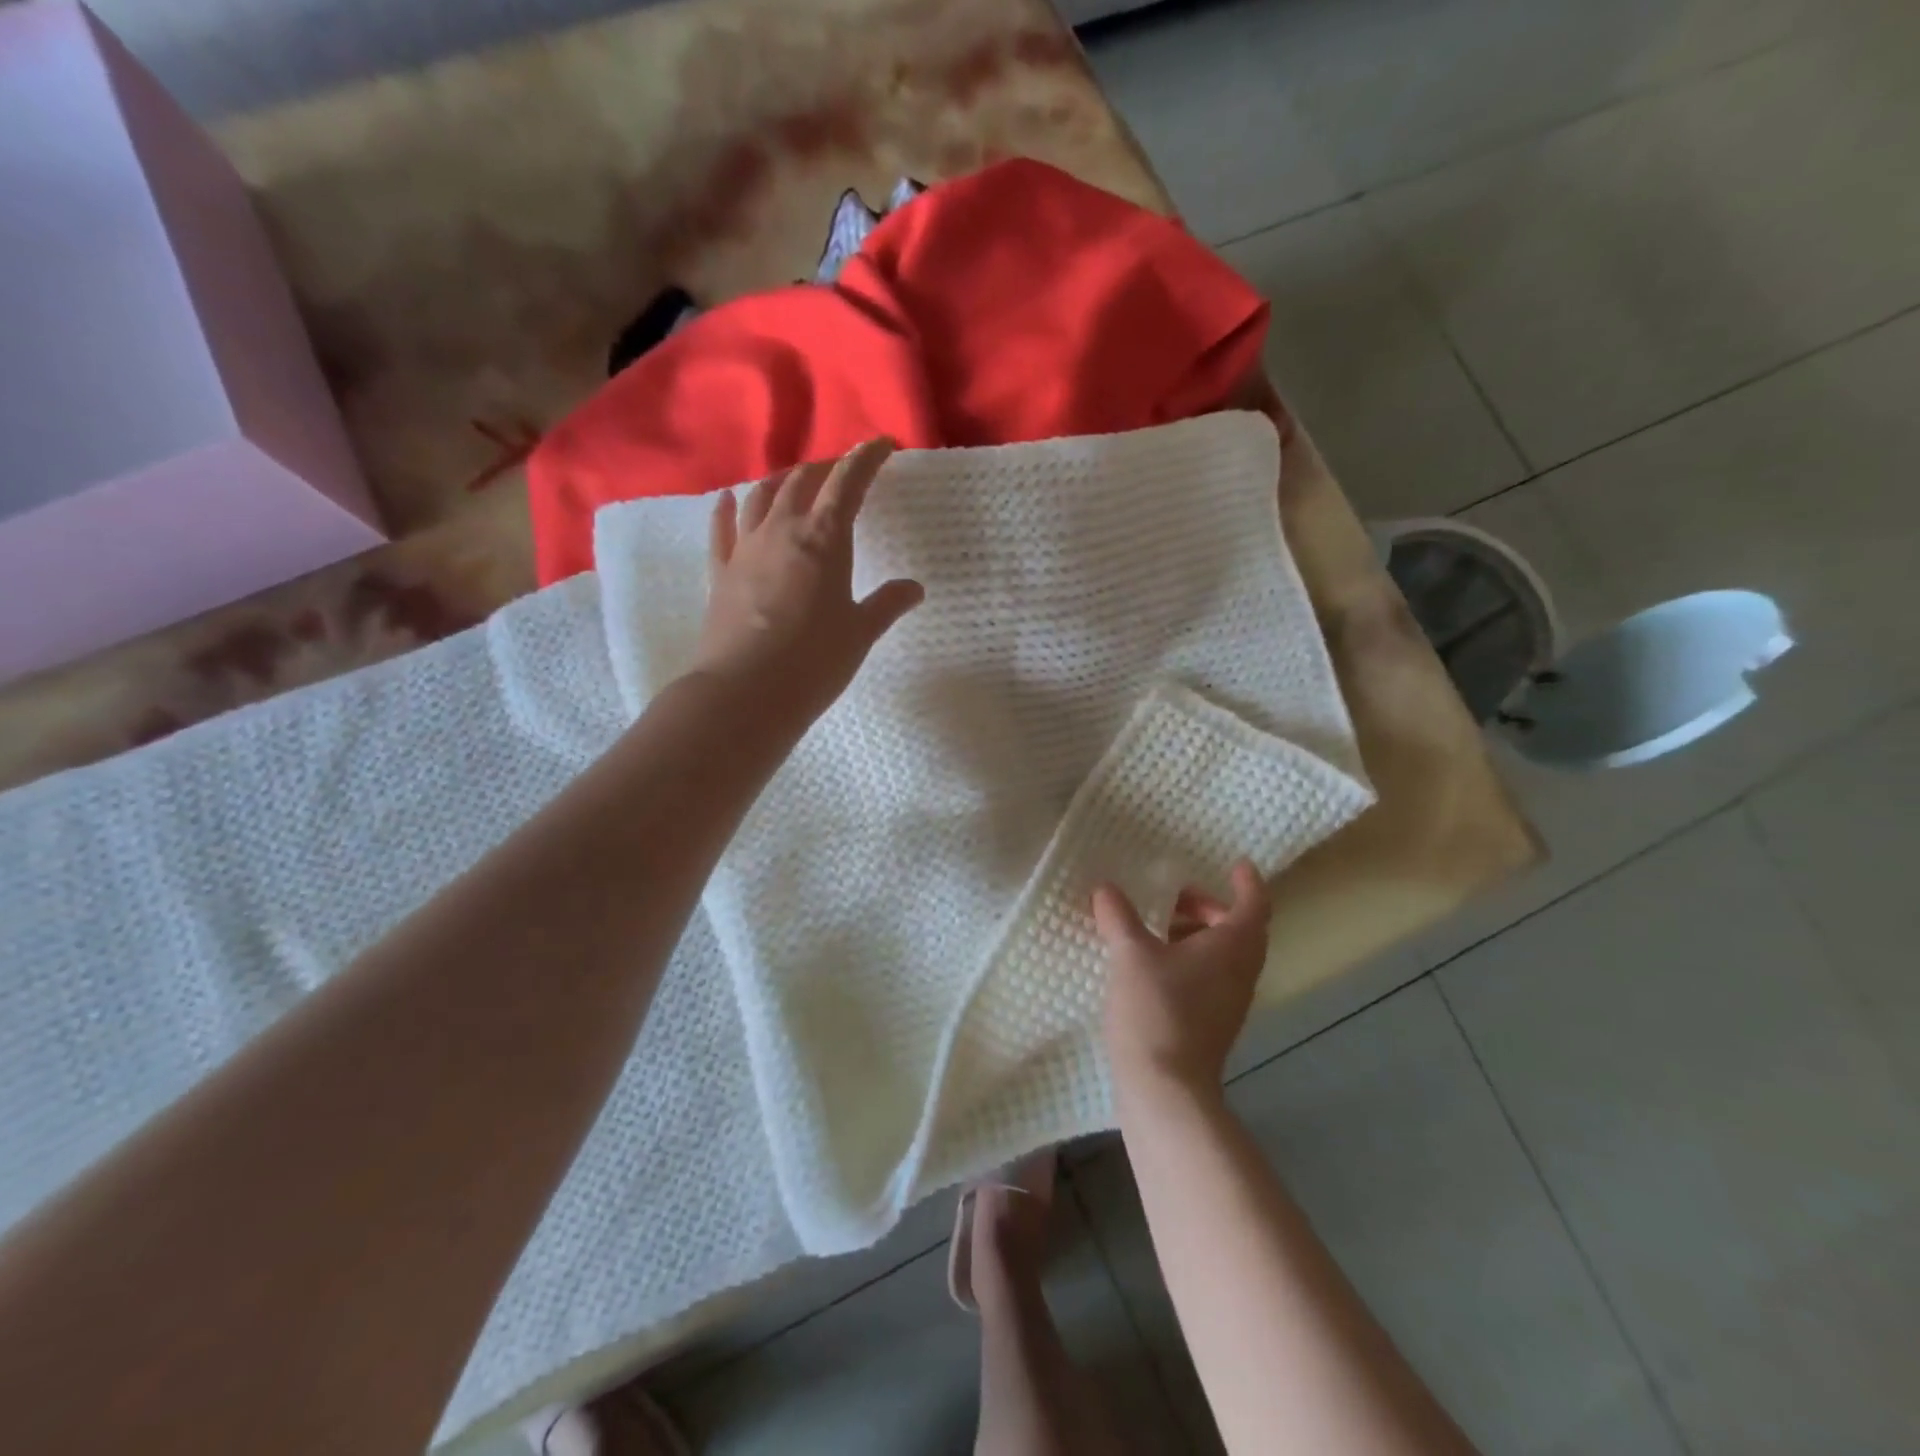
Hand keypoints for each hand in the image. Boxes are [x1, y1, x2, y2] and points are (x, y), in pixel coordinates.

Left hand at [693, 438, 923, 724]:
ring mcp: (745, 549)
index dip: (866, 458)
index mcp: (824, 539)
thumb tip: (913, 588)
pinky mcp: (720, 572)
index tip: (882, 445)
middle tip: (841, 472)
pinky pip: (722, 529)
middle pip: (802, 482)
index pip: (848, 483)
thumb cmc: (814, 661)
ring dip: (781, 482)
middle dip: (825, 469)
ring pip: (761, 497)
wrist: (746, 692)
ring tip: (794, 480)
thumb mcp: (860, 633)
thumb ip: (886, 604)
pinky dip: (727, 509)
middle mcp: (781, 531)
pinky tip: (728, 498)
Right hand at [1092, 860, 1272, 1099]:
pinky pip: (1208, 977)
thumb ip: (1119, 917)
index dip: (1247, 882)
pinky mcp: (1210, 1024)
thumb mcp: (1131, 955)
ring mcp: (1228, 1002)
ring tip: (1155, 926)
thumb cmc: (1156, 1010)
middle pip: (1239, 929)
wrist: (1166, 1089)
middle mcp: (1240, 972)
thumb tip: (1106, 888)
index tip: (1236, 864)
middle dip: (1210, 907)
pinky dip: (1188, 959)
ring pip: (1223, 955)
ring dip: (1196, 933)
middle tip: (1176, 895)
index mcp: (1232, 948)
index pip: (1254, 905)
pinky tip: (1150, 964)